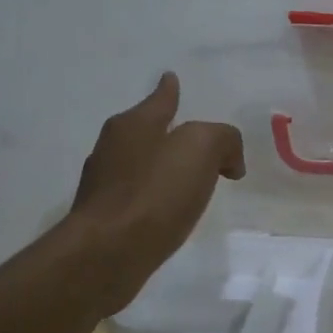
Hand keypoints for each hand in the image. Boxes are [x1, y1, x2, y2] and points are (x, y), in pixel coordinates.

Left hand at [67, 73, 245, 316]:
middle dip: (169, 131)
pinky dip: (156, 197)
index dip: (169, 90)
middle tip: (197, 140)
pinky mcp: (104, 219)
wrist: (107, 254)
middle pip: (146, 130)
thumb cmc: (155, 192)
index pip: (159, 98)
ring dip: (163, 167)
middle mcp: (112, 148)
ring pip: (141, 164)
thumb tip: (228, 160)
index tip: (170, 78)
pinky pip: (138, 196)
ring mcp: (104, 185)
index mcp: (133, 124)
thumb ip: (223, 140)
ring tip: (188, 178)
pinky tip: (169, 210)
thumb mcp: (202, 149)